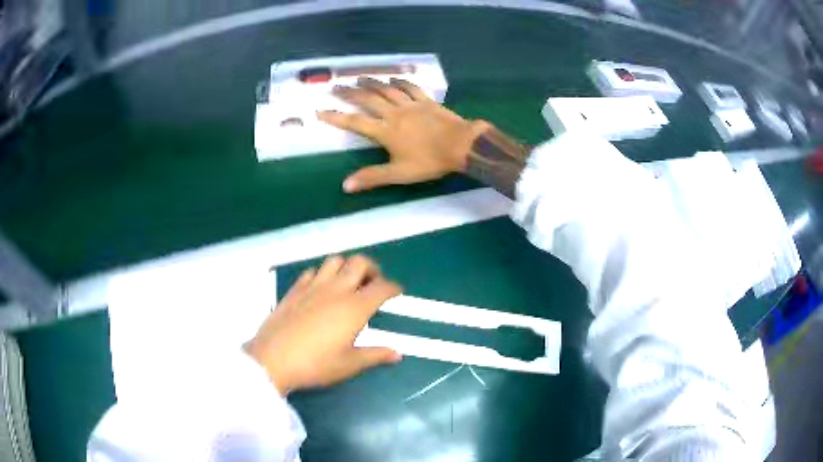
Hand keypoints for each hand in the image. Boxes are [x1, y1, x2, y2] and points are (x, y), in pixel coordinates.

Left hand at [244, 255, 402, 394]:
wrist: (273, 360)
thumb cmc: (315, 365)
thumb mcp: (349, 364)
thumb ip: (375, 355)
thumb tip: (397, 354)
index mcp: (354, 308)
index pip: (382, 288)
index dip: (393, 288)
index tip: (396, 293)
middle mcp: (336, 290)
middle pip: (360, 263)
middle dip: (373, 269)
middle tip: (374, 284)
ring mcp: (313, 286)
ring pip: (335, 261)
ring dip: (346, 267)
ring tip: (348, 283)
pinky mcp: (295, 289)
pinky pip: (313, 271)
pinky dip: (323, 274)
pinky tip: (321, 289)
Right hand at [318, 77, 491, 192]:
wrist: (461, 145)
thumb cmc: (430, 161)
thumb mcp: (399, 173)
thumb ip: (372, 177)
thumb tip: (345, 185)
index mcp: (385, 131)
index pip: (355, 123)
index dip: (336, 117)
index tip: (319, 111)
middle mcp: (394, 113)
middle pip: (368, 100)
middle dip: (349, 93)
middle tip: (335, 87)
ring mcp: (411, 104)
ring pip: (387, 90)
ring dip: (371, 83)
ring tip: (358, 78)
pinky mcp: (426, 101)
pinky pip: (410, 87)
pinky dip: (400, 82)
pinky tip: (393, 79)